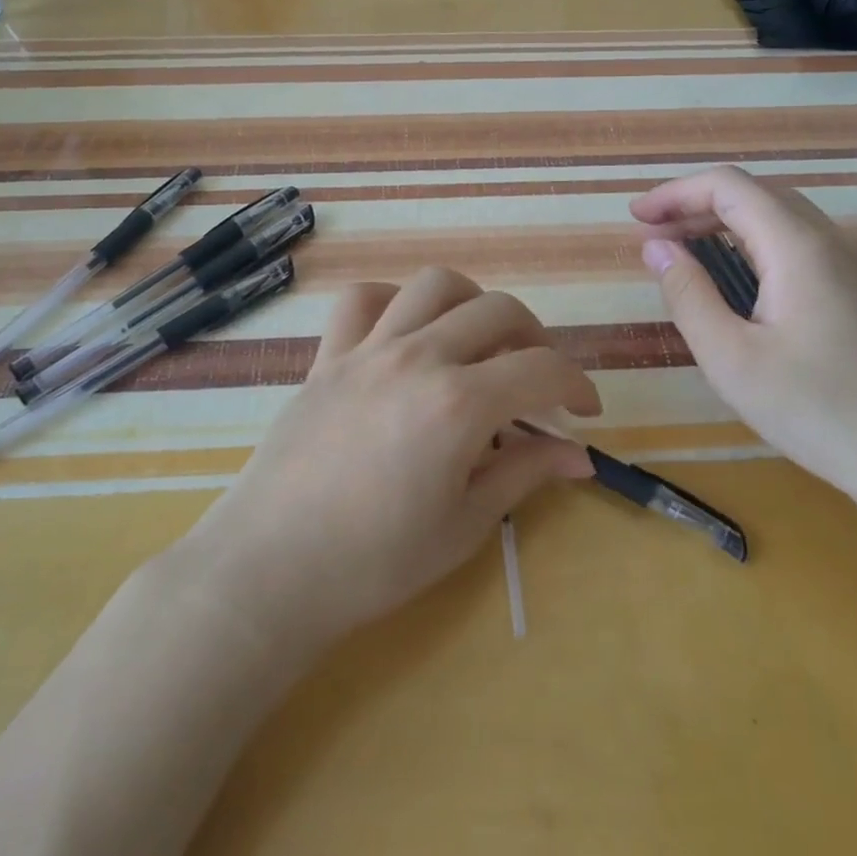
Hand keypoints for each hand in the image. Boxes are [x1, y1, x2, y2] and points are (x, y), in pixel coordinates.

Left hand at [179, 268, 598, 651]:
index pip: (541, 368)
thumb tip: (579, 455)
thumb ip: (524, 473)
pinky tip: (404, 332)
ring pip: (433, 285)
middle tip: (537, 379)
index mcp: (458, 404)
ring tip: (476, 341)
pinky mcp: (327, 356)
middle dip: (534, 338)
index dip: (576, 383)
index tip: (584, 410)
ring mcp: (368, 349)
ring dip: (471, 302)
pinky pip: (361, 299)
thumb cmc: (375, 563)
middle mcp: (418, 358)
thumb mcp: (465, 525)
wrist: (271, 570)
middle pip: (498, 310)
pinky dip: (393, 301)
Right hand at [631, 165, 856, 506]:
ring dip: (725, 226)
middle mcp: (831, 240)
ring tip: (683, 255)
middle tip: (653, 238)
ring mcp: (853, 264)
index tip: (635, 217)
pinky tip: (735, 284)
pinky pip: (798, 245)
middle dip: (696, 206)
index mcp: (800, 246)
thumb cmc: (819, 410)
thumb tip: (656, 246)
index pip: (729, 186)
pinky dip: (753, 247)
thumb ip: (688, 294)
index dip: (675, 193)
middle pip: (755, 195)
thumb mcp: (731, 358)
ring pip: (779, 218)